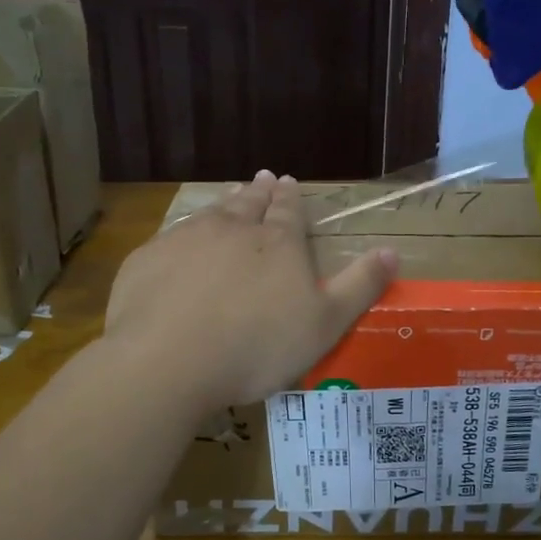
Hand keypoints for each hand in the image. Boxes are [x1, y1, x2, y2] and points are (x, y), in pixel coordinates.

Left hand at [105, 172, 397, 410]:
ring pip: (210, 214)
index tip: (288, 181)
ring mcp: (185, 241)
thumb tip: (392, 251)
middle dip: (258, 191)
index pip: (288, 210)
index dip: (290, 196)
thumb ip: (359, 286)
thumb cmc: (257, 346)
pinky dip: (182, 235)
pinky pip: (170, 240)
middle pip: (248, 203)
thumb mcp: (325, 324)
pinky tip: (180, 243)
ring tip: (230, 197)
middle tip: (262, 178)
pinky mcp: (147, 261)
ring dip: (224, 204)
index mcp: (277, 243)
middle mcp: (232, 229)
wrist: (170, 360)